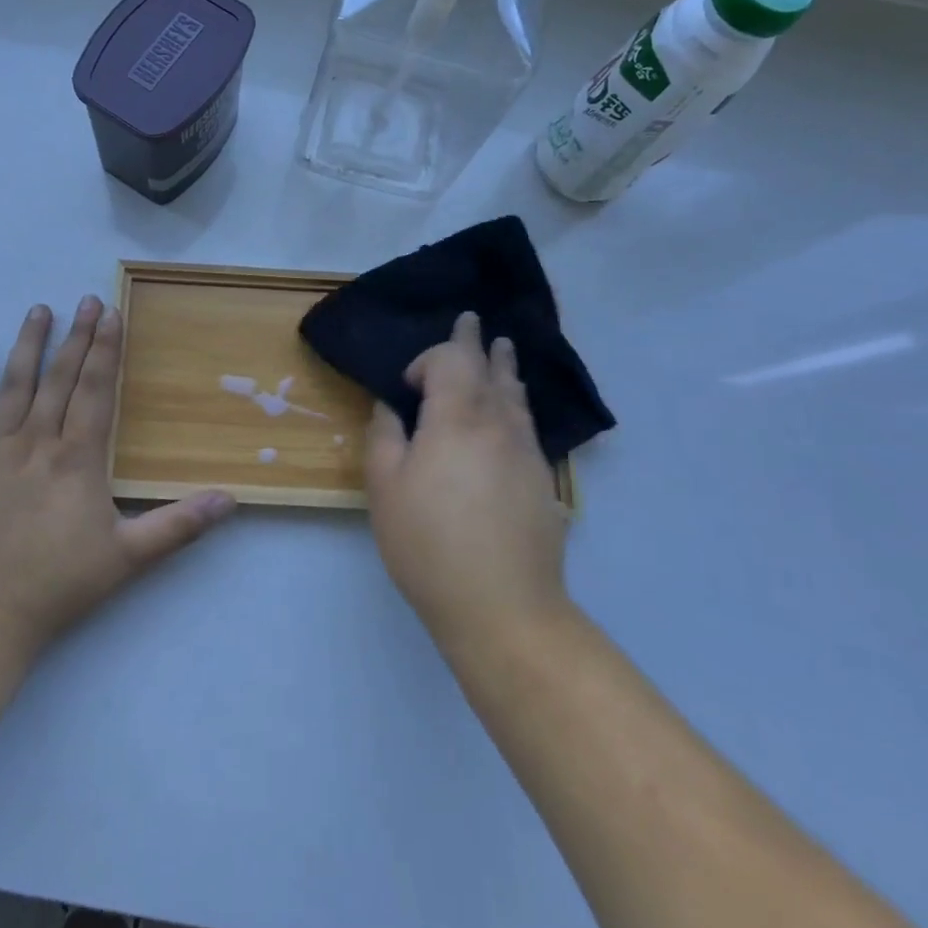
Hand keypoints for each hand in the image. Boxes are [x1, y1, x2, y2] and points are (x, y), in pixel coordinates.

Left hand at [0, 297, 236, 660]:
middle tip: (86, 300)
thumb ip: (179, 525)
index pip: (95, 390)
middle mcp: (36, 442)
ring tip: (39, 310)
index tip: (111, 313)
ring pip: (14, 386)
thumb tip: (231, 500)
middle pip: (59, 378)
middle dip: (76, 337)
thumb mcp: (128, 557)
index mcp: (76, 458)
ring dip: (28, 345)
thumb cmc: (59, 584)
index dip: (105, 350)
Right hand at [364, 312, 570, 648]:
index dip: (430, 358)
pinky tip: (513, 409)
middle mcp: (498, 423)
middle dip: (476, 343)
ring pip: (515, 394)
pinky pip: (527, 422)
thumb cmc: (429, 543)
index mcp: (457, 418)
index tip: (410, 385)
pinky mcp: (542, 480)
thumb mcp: (385, 488)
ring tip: (503, 348)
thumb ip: (385, 436)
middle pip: (489, 368)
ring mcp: (526, 451)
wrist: (503, 607)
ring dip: (505, 367)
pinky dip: (516, 401)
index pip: (450, 360)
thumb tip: (393, 408)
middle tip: (472, 320)